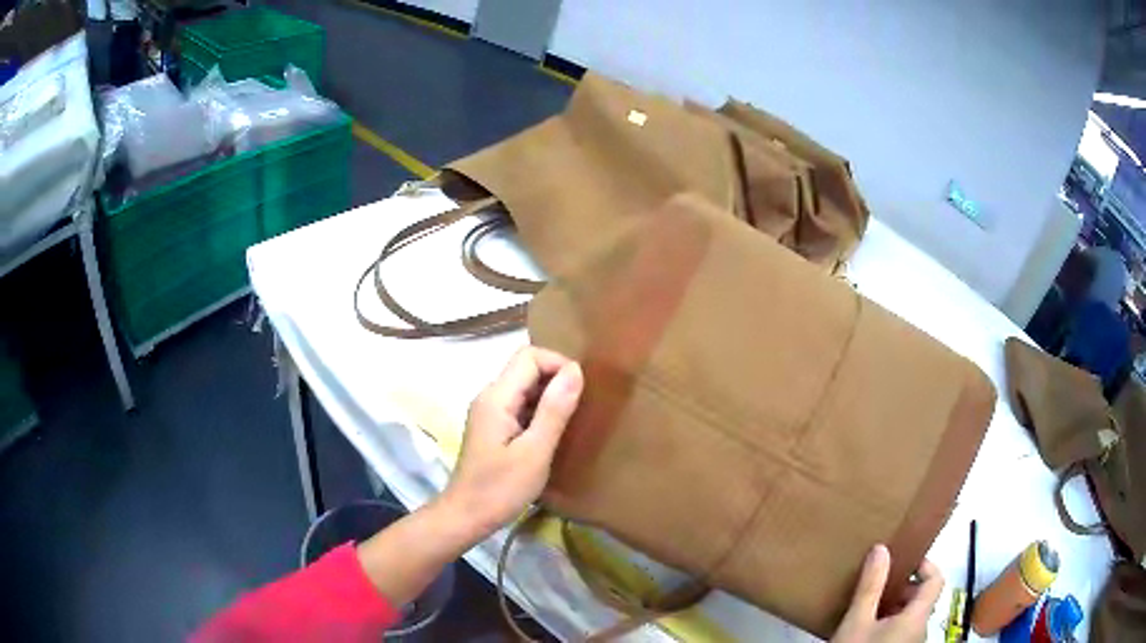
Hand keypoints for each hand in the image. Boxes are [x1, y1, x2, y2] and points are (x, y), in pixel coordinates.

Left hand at [441, 347, 583, 539]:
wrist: (466, 516)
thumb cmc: (500, 489)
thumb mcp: (535, 452)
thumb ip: (554, 410)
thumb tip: (576, 370)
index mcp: (496, 397)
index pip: (529, 356)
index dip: (559, 364)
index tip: (582, 391)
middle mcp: (489, 396)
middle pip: (526, 368)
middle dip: (556, 379)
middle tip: (582, 407)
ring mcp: (489, 412)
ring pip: (524, 386)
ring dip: (549, 396)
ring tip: (572, 420)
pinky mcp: (492, 427)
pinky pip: (519, 405)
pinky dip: (539, 411)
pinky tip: (553, 434)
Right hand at [831, 545, 943, 642]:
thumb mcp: (857, 621)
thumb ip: (871, 586)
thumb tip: (882, 550)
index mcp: (917, 617)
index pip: (936, 579)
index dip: (924, 564)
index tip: (902, 561)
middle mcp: (922, 630)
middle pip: (922, 599)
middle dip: (900, 590)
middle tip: (876, 590)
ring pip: (911, 617)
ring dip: (893, 609)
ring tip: (868, 611)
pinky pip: (904, 631)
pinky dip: (890, 624)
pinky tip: (867, 632)